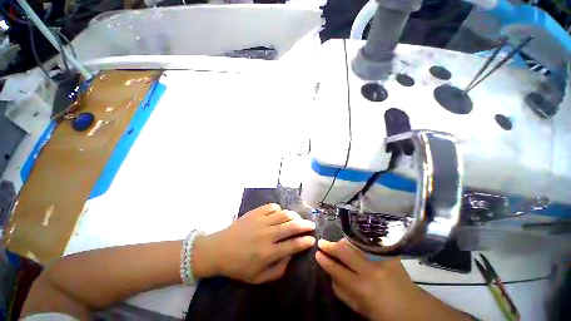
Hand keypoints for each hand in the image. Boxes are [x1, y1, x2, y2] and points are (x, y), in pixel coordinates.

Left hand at [193, 204, 315, 283]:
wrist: (218, 249)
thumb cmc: (238, 266)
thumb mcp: (258, 278)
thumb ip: (278, 270)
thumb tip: (290, 256)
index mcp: (269, 252)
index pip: (293, 245)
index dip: (305, 241)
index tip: (312, 239)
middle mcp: (268, 234)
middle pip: (292, 226)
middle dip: (305, 225)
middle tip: (311, 225)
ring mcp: (261, 221)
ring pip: (284, 214)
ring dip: (294, 216)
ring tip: (298, 218)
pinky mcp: (255, 212)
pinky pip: (272, 207)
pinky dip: (279, 209)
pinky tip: (280, 213)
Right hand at [316, 239, 470, 320]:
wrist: (416, 309)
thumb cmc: (385, 314)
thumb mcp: (361, 310)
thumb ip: (343, 292)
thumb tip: (330, 275)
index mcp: (363, 288)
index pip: (337, 270)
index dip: (325, 261)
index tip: (317, 254)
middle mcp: (371, 270)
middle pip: (345, 251)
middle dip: (330, 245)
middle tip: (322, 242)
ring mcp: (381, 260)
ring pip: (355, 243)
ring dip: (342, 243)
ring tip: (336, 244)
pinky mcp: (389, 254)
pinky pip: (368, 243)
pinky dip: (357, 242)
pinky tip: (352, 243)